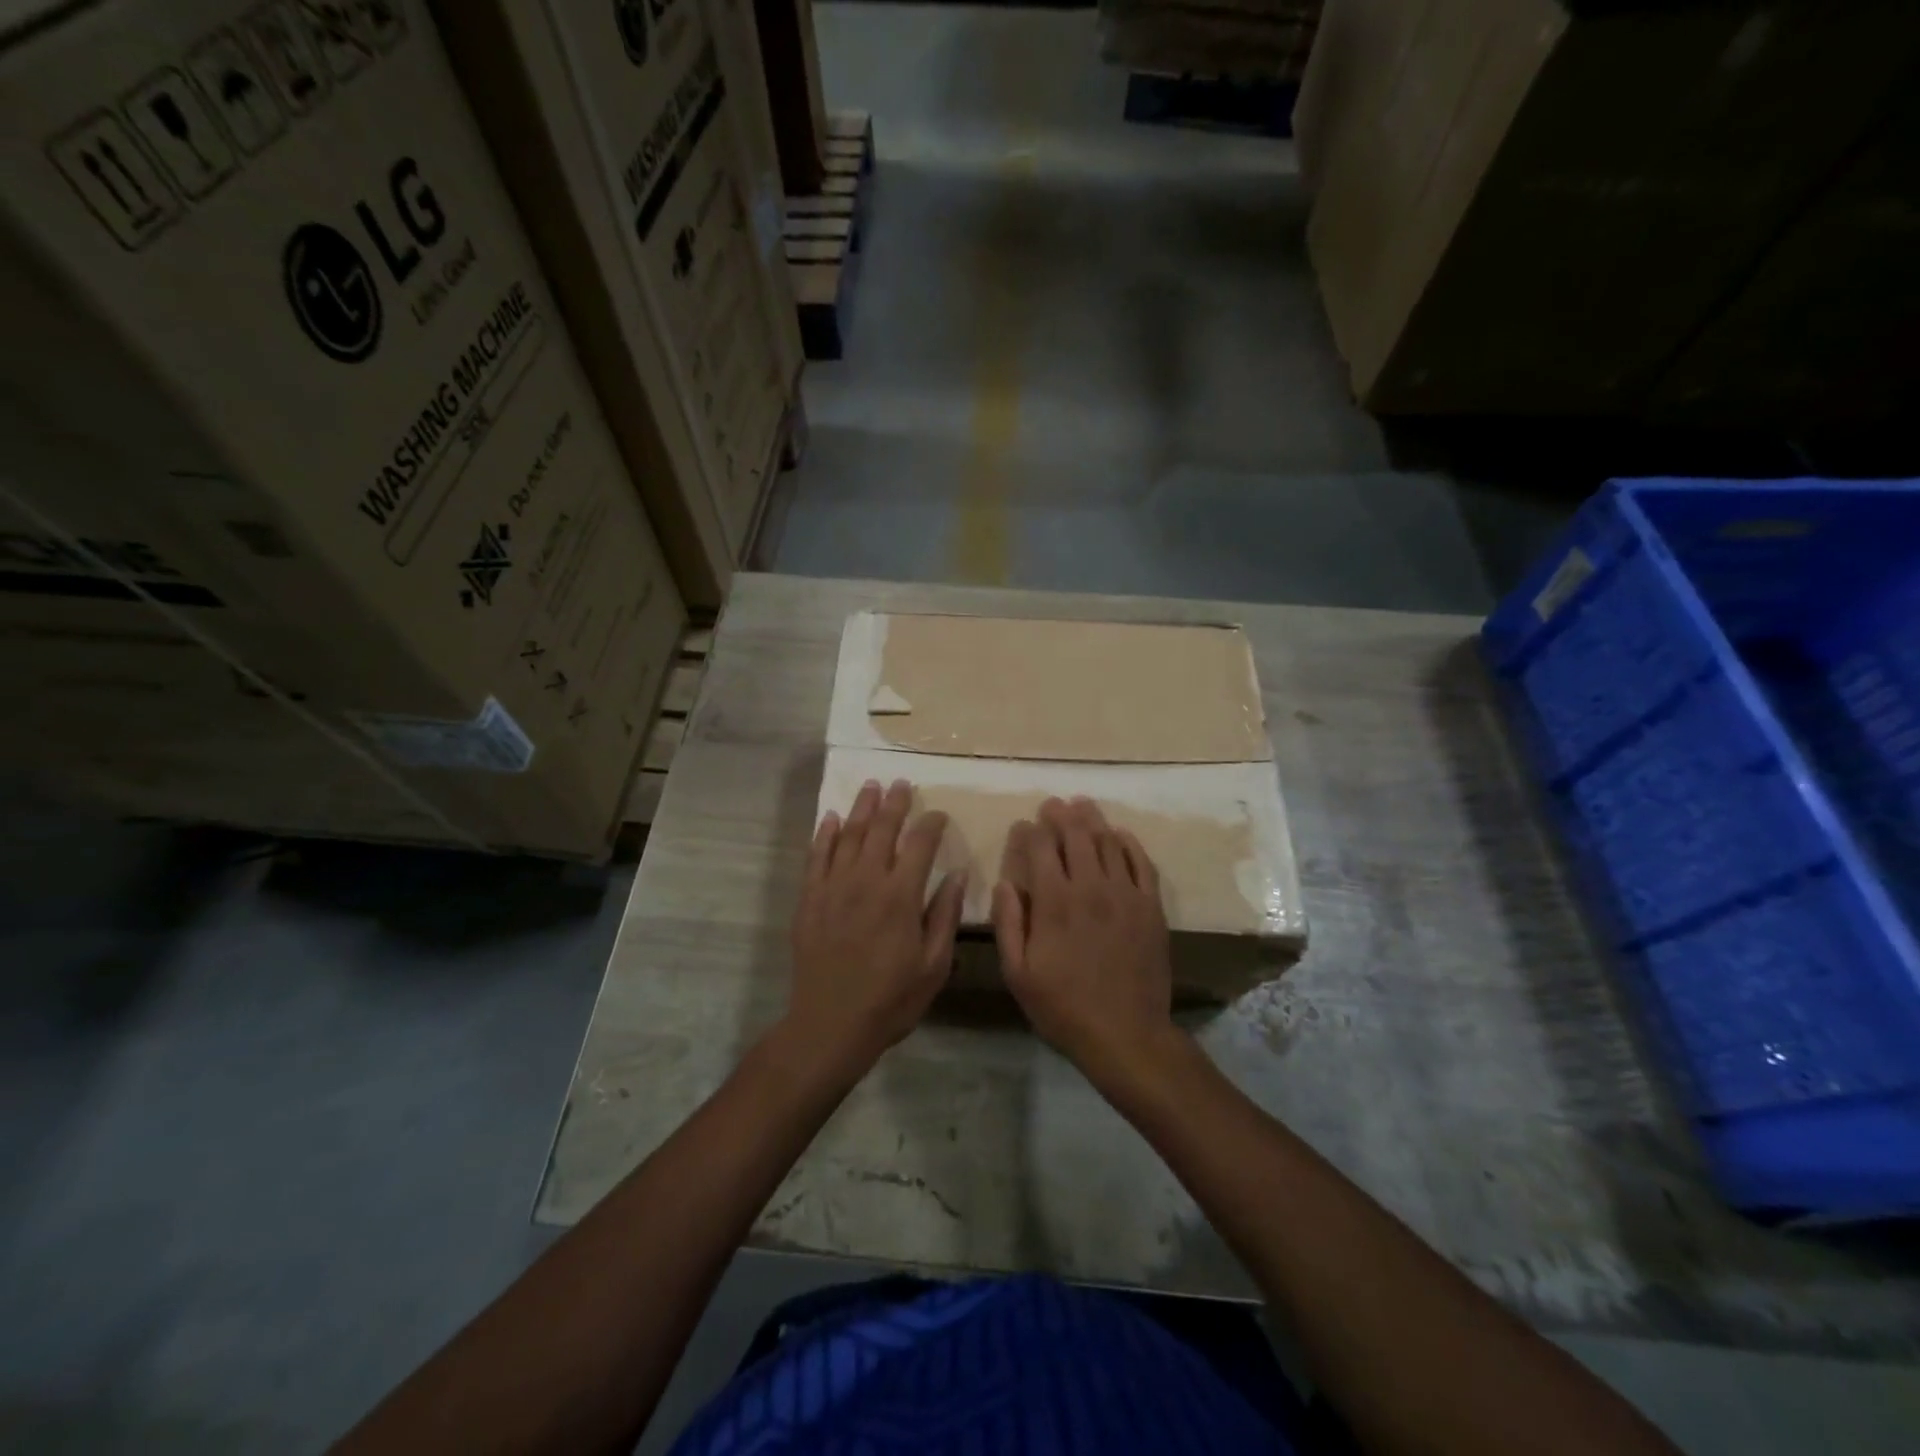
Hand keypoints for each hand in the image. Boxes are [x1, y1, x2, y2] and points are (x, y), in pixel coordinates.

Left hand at [786, 779, 966, 1073]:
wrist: (830, 1024)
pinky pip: (816, 857)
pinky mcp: (809, 899)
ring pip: (848, 835)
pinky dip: (823, 834)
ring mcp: (833, 887)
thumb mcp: (933, 965)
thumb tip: (956, 876)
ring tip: (869, 786)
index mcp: (901, 895)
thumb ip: (944, 916)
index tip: (938, 814)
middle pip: (881, 829)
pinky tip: (829, 818)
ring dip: (860, 808)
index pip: (920, 844)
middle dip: (894, 803)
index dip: (931, 824)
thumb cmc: (890, 1000)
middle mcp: (867, 881)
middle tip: (900, 783)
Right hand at [993, 797, 1176, 1073]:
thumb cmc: (1064, 1007)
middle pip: (1076, 836)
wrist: (1127, 1034)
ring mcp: (1125, 894)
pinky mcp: (1150, 906)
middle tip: (1052, 804)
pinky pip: (1141, 862)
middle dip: (1060, 815)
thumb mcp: (1018, 974)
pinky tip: (1120, 834)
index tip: (1023, 825)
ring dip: (1092, 820)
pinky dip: (1128, 843)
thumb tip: (1006, 882)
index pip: (1041, 848)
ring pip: (1107, 842)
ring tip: (1082, 806)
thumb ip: (1009, 923)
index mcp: (1054, 902)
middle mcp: (1090, 887)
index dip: (1030, 831)